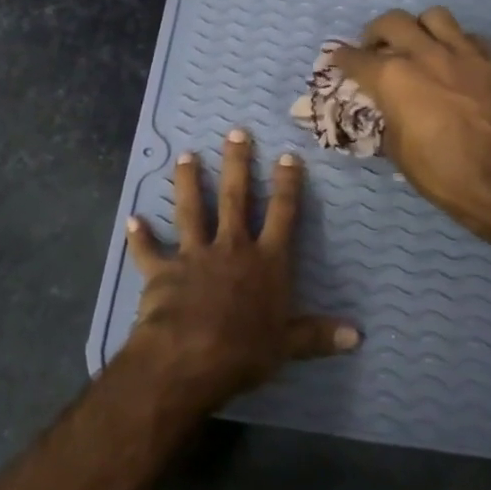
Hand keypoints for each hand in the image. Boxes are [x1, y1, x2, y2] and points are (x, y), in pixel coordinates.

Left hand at [124, 128, 357, 406]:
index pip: (282, 214)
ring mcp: (195, 255)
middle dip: (237, 164)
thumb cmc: (246, 350)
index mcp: (266, 262)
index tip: (287, 156)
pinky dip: (140, 236)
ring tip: (187, 156)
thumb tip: (357, 336)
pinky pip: (149, 251)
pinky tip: (133, 219)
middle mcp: (232, 248)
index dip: (287, 185)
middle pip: (236, 198)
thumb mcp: (288, 344)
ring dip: (189, 183)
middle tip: (236, 133)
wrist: (191, 356)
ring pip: (191, 210)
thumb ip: (318, 335)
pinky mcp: (162, 271)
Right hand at [332, 8, 490, 241]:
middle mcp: (423, 54)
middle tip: (376, 48)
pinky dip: (456, 44)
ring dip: (419, 27)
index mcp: (392, 78)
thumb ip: (387, 118)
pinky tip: (454, 60)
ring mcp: (461, 53)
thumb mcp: (397, 150)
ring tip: (418, 43)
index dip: (342, 59)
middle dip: (376, 32)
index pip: (355, 58)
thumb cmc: (440, 171)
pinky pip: (469, 37)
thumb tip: (387, 109)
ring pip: (434, 17)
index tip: (338, 60)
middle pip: (392, 22)